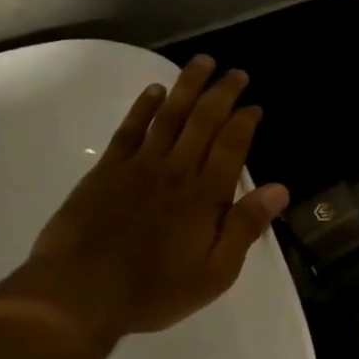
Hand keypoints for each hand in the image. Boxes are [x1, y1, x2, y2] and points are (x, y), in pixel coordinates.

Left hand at [0, 56, 289, 352]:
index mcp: (206, 196)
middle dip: (222, 94)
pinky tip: (154, 90)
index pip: (232, 146)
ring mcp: (139, 167)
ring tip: (202, 63)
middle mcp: (177, 171)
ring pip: (169, 116)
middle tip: (235, 73)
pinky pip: (129, 130)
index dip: (245, 121)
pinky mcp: (107, 171)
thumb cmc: (153, 290)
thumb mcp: (214, 273)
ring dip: (187, 87)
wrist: (78, 295)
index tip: (254, 105)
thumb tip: (280, 189)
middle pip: (204, 121)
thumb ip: (245, 227)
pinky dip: (143, 107)